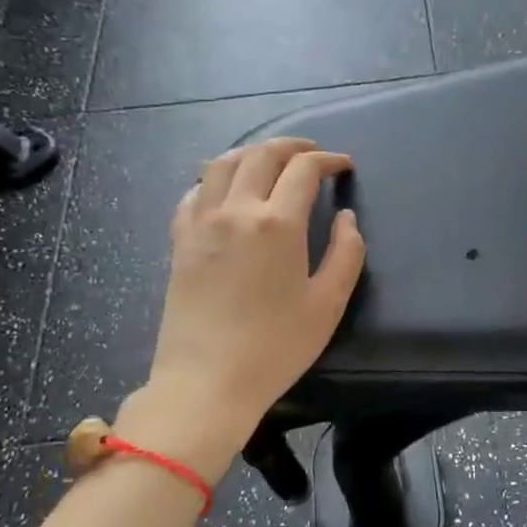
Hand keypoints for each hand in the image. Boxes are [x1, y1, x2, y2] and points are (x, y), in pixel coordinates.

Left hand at [136, 138, 364, 458]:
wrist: (207, 380)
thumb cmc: (276, 347)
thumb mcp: (328, 304)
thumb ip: (346, 253)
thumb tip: (346, 218)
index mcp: (277, 223)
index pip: (303, 170)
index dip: (328, 160)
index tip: (344, 166)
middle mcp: (235, 210)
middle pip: (261, 155)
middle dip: (292, 146)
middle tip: (312, 154)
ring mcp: (201, 223)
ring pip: (221, 163)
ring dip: (251, 153)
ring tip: (270, 160)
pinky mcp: (179, 241)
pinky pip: (194, 192)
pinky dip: (214, 178)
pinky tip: (224, 189)